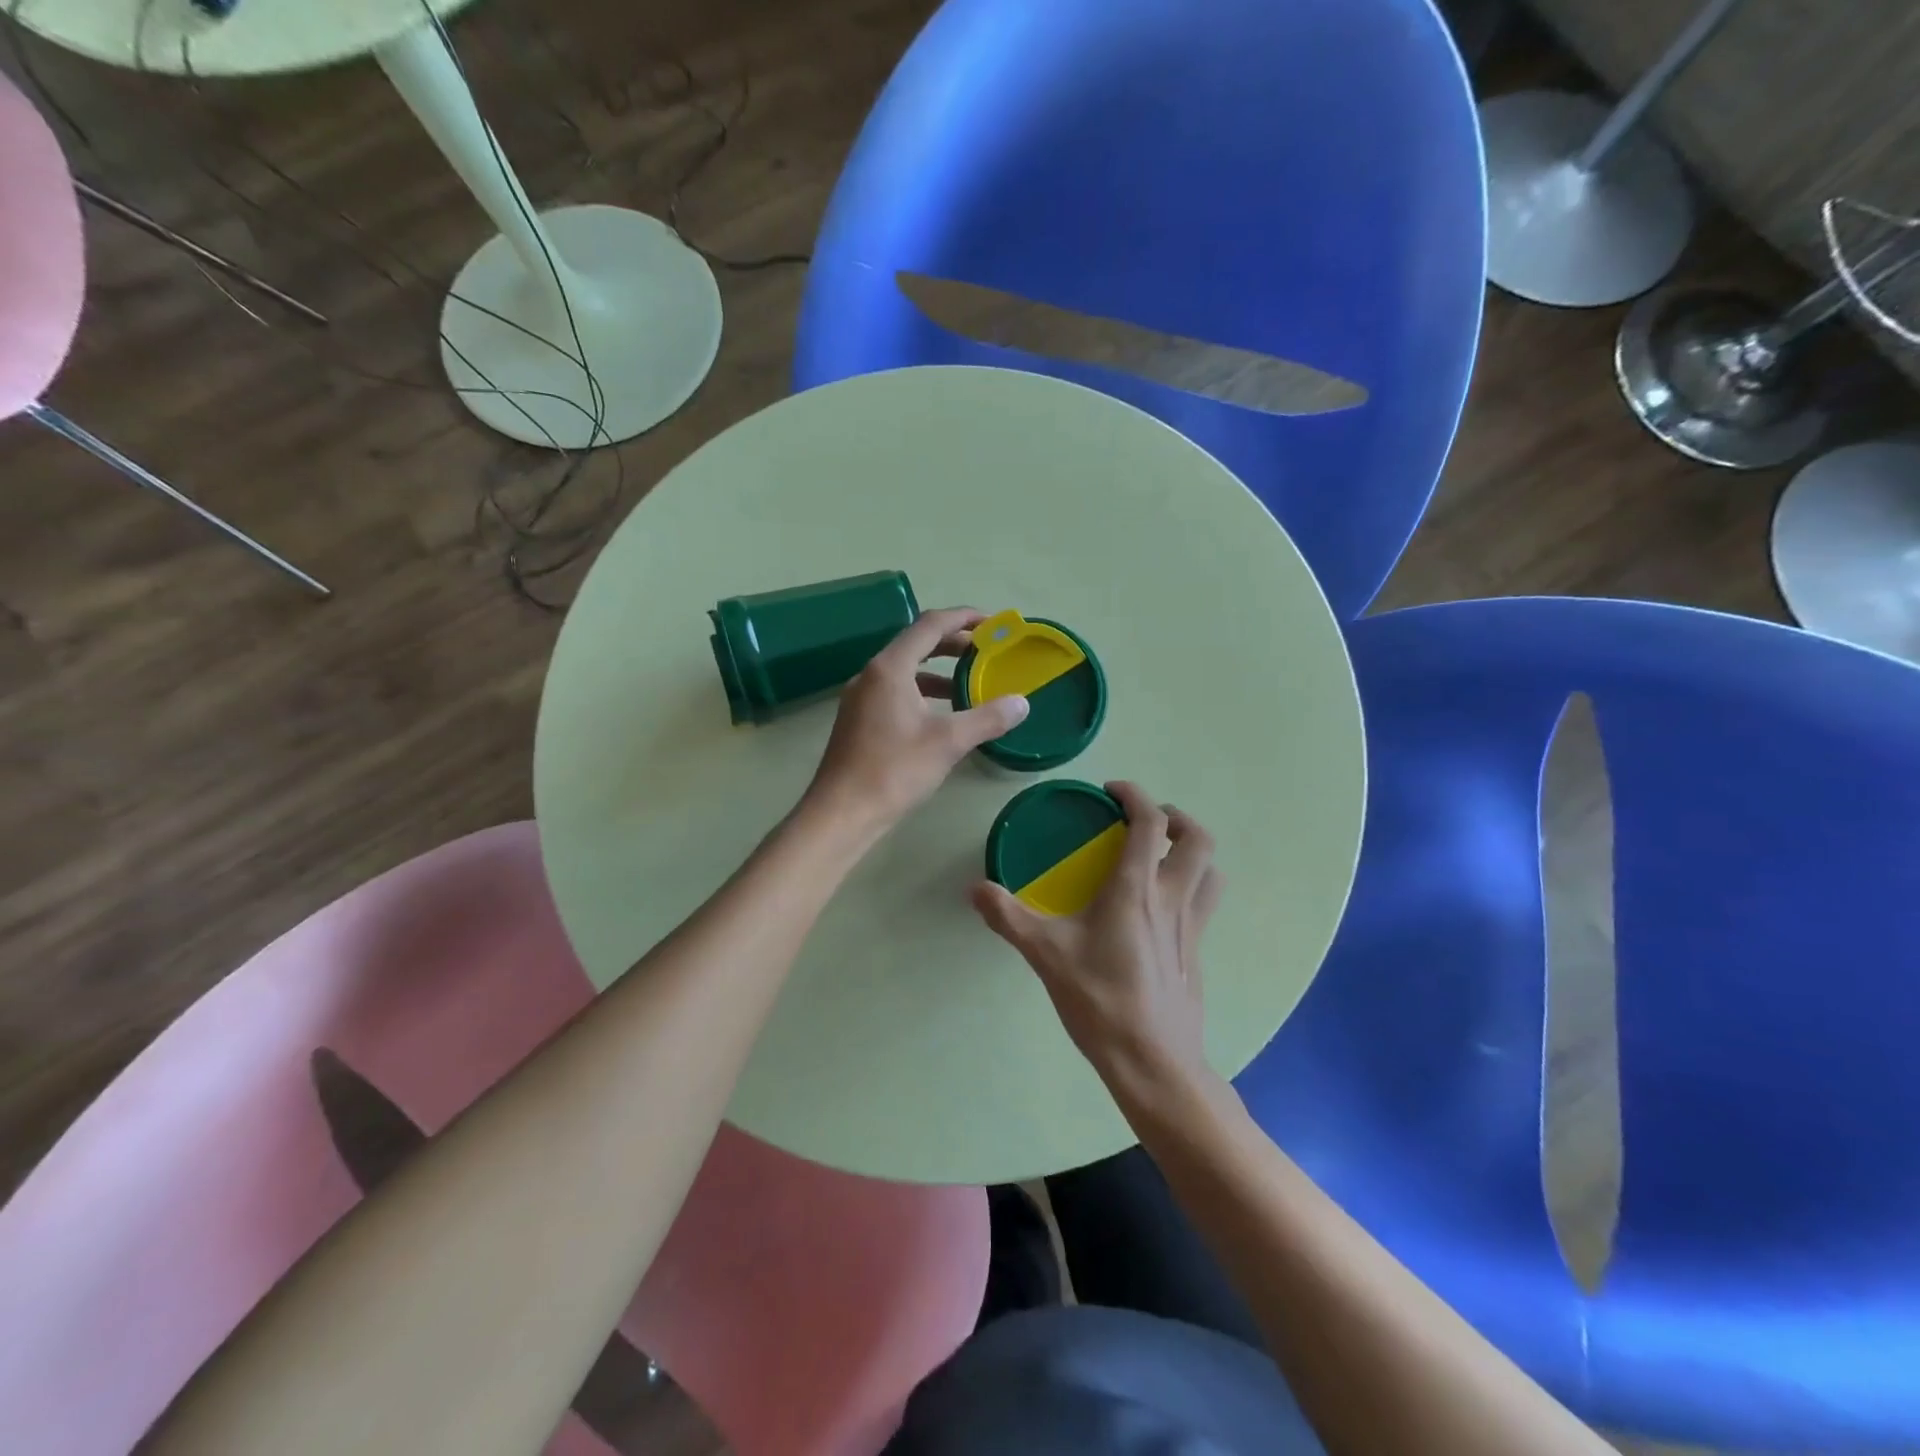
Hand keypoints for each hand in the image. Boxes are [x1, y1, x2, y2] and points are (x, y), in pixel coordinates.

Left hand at [803, 608, 1029, 837]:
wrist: (842, 812)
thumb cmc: (894, 771)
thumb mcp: (948, 742)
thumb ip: (987, 718)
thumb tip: (1022, 703)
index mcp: (890, 668)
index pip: (930, 625)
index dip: (964, 617)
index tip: (993, 622)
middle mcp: (872, 674)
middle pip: (916, 643)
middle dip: (953, 643)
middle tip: (987, 651)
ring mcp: (861, 697)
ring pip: (905, 670)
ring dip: (938, 670)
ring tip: (969, 682)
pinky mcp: (859, 719)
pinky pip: (896, 691)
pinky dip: (922, 692)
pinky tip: (941, 715)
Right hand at [973, 782, 1221, 1092]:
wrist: (1152, 1061)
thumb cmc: (1100, 999)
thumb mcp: (1046, 955)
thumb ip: (1008, 917)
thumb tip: (974, 889)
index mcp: (1137, 889)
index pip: (1150, 822)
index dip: (1135, 795)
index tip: (1111, 791)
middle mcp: (1172, 898)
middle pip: (1198, 839)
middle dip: (1175, 818)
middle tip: (1145, 821)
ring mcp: (1191, 927)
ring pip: (1211, 871)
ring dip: (1191, 852)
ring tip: (1162, 855)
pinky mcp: (1196, 952)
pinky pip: (1205, 903)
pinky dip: (1191, 886)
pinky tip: (1158, 908)